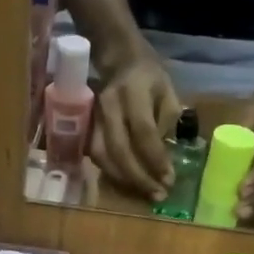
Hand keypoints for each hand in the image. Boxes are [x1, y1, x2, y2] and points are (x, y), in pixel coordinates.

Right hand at [90, 49, 180, 200]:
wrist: (118, 59)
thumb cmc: (148, 77)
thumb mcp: (167, 91)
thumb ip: (166, 122)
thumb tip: (162, 157)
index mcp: (133, 92)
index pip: (143, 132)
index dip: (156, 159)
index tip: (169, 180)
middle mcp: (108, 105)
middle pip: (119, 149)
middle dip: (139, 177)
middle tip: (157, 194)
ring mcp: (92, 117)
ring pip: (102, 156)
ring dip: (123, 180)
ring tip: (144, 193)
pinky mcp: (84, 127)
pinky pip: (95, 156)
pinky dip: (111, 173)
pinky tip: (127, 183)